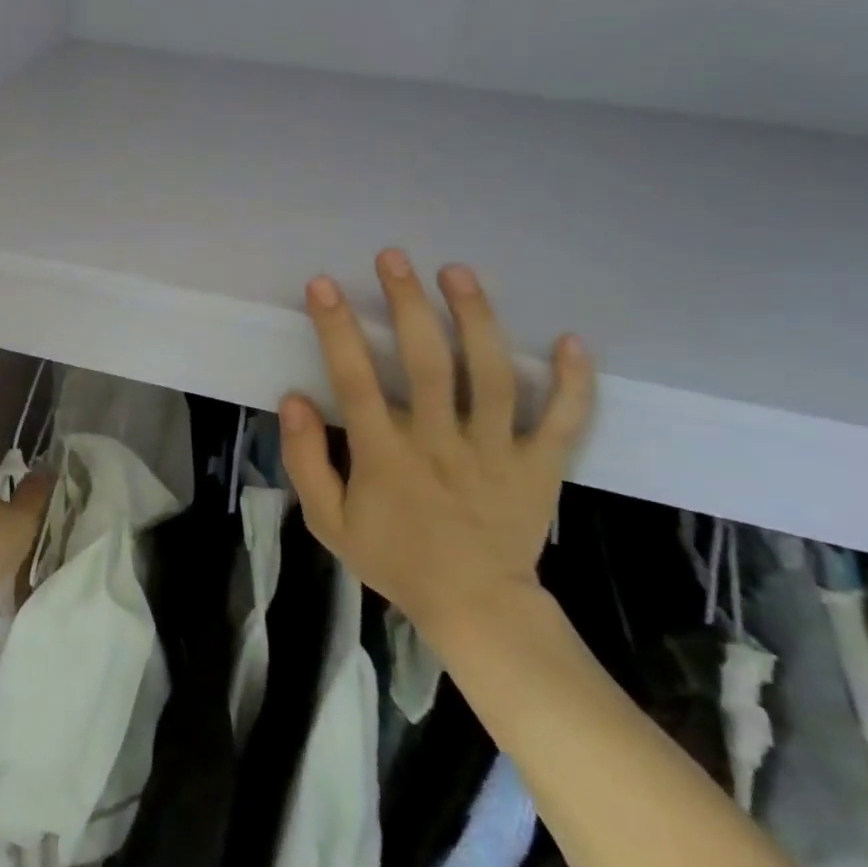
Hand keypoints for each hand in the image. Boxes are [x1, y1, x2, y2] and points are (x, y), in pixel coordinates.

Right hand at [280, 250, 594, 644]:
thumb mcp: (329, 522)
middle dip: (408, 304)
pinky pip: (562, 422)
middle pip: (428, 364)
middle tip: (394, 258)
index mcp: (387, 457)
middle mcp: (441, 444)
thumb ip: (307, 461)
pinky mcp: (539, 467)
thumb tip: (294, 400)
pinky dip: (573, 383)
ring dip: (476, 319)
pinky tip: (572, 341)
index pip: (356, 381)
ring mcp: (496, 453)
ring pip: (492, 377)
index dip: (337, 329)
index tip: (324, 285)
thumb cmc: (395, 559)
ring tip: (458, 273)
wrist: (475, 609)